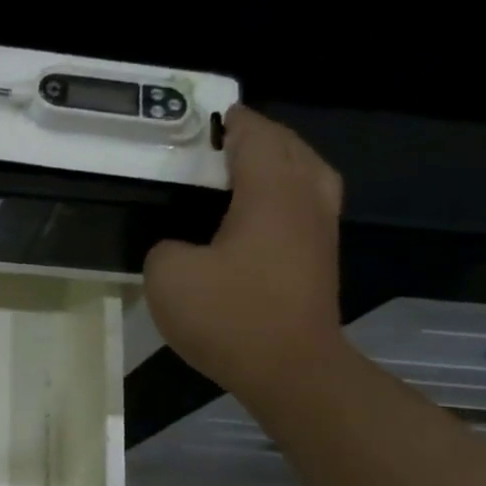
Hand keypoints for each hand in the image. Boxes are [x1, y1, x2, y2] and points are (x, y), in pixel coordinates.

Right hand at [142, 106, 346, 404]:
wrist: (290, 369)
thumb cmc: (230, 316)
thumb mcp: (169, 277)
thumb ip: (164, 249)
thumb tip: (179, 248)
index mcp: (270, 193)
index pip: (255, 137)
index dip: (234, 122)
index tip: (213, 115)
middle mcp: (304, 201)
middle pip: (291, 149)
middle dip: (262, 137)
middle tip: (227, 140)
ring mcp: (319, 232)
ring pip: (310, 175)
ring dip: (282, 162)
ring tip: (250, 170)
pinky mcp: (320, 260)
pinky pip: (307, 205)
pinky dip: (287, 192)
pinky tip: (261, 214)